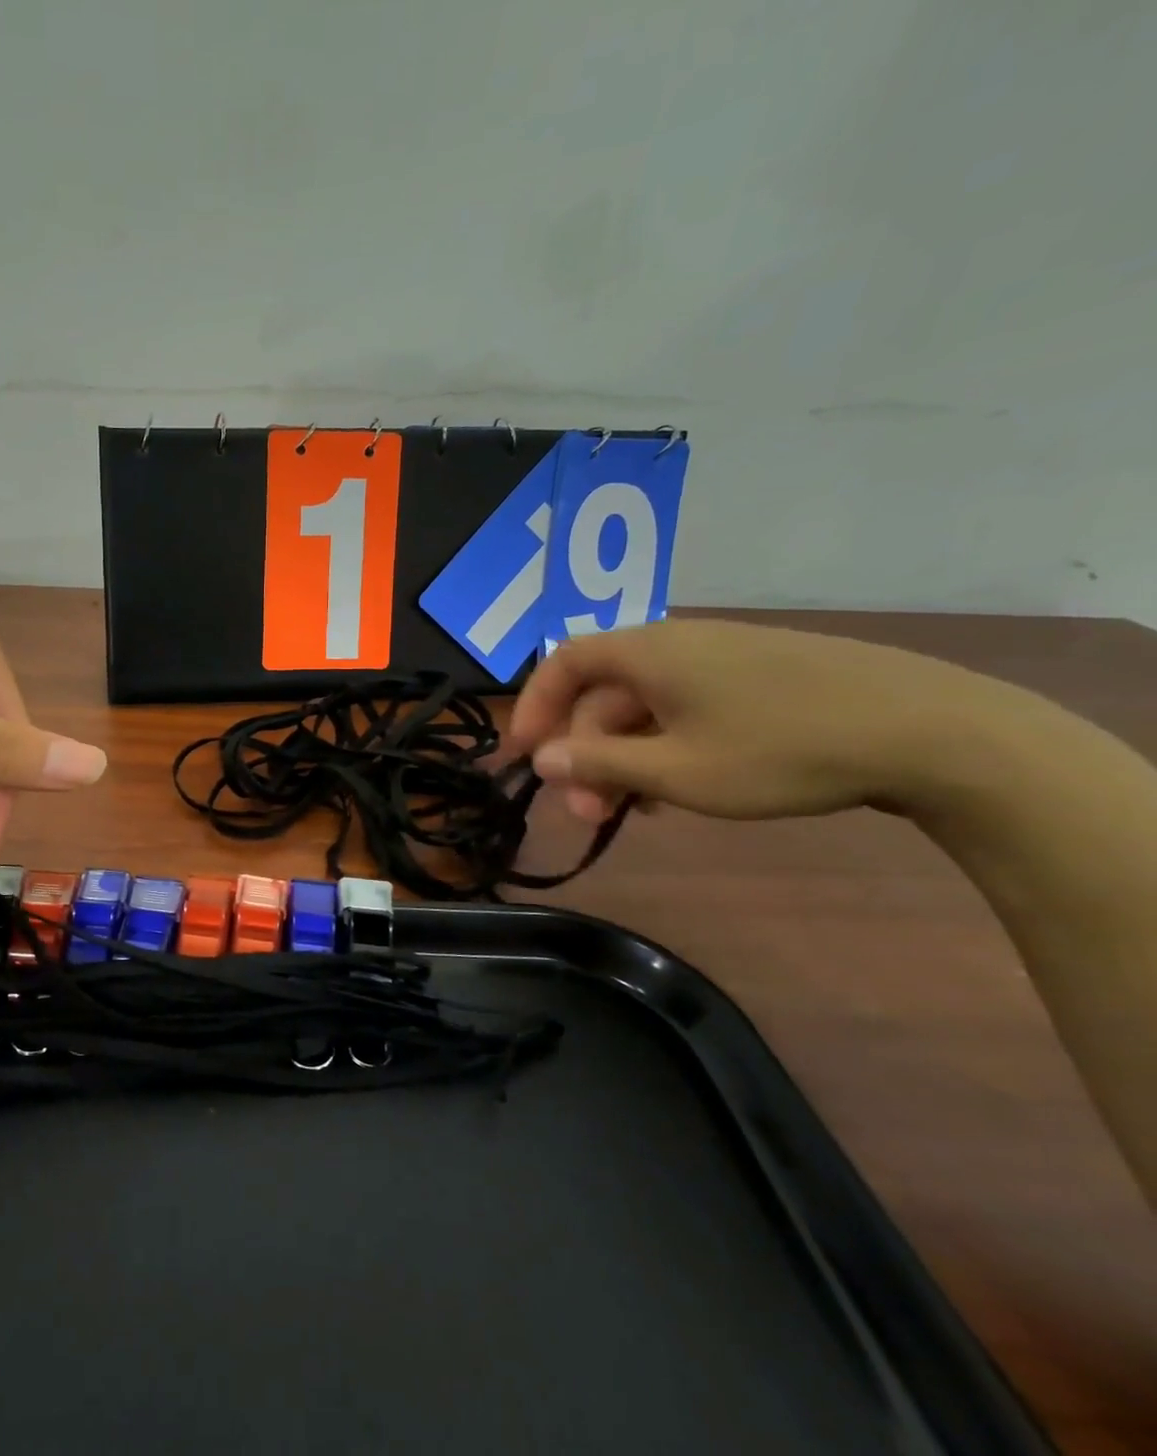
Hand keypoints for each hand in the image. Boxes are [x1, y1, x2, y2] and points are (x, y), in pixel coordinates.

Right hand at [502, 619, 1002, 823]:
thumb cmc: (781, 751)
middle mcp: (678, 642)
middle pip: (604, 692)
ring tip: (635, 810)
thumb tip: (542, 759)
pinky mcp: (763, 673)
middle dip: (585, 753)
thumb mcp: (676, 772)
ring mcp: (725, 655)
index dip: (533, 708)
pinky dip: (666, 744)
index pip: (562, 664)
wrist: (934, 733)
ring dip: (625, 756)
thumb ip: (599, 765)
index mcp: (647, 652)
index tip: (524, 758)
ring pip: (646, 704)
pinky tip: (681, 786)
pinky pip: (687, 705)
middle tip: (587, 813)